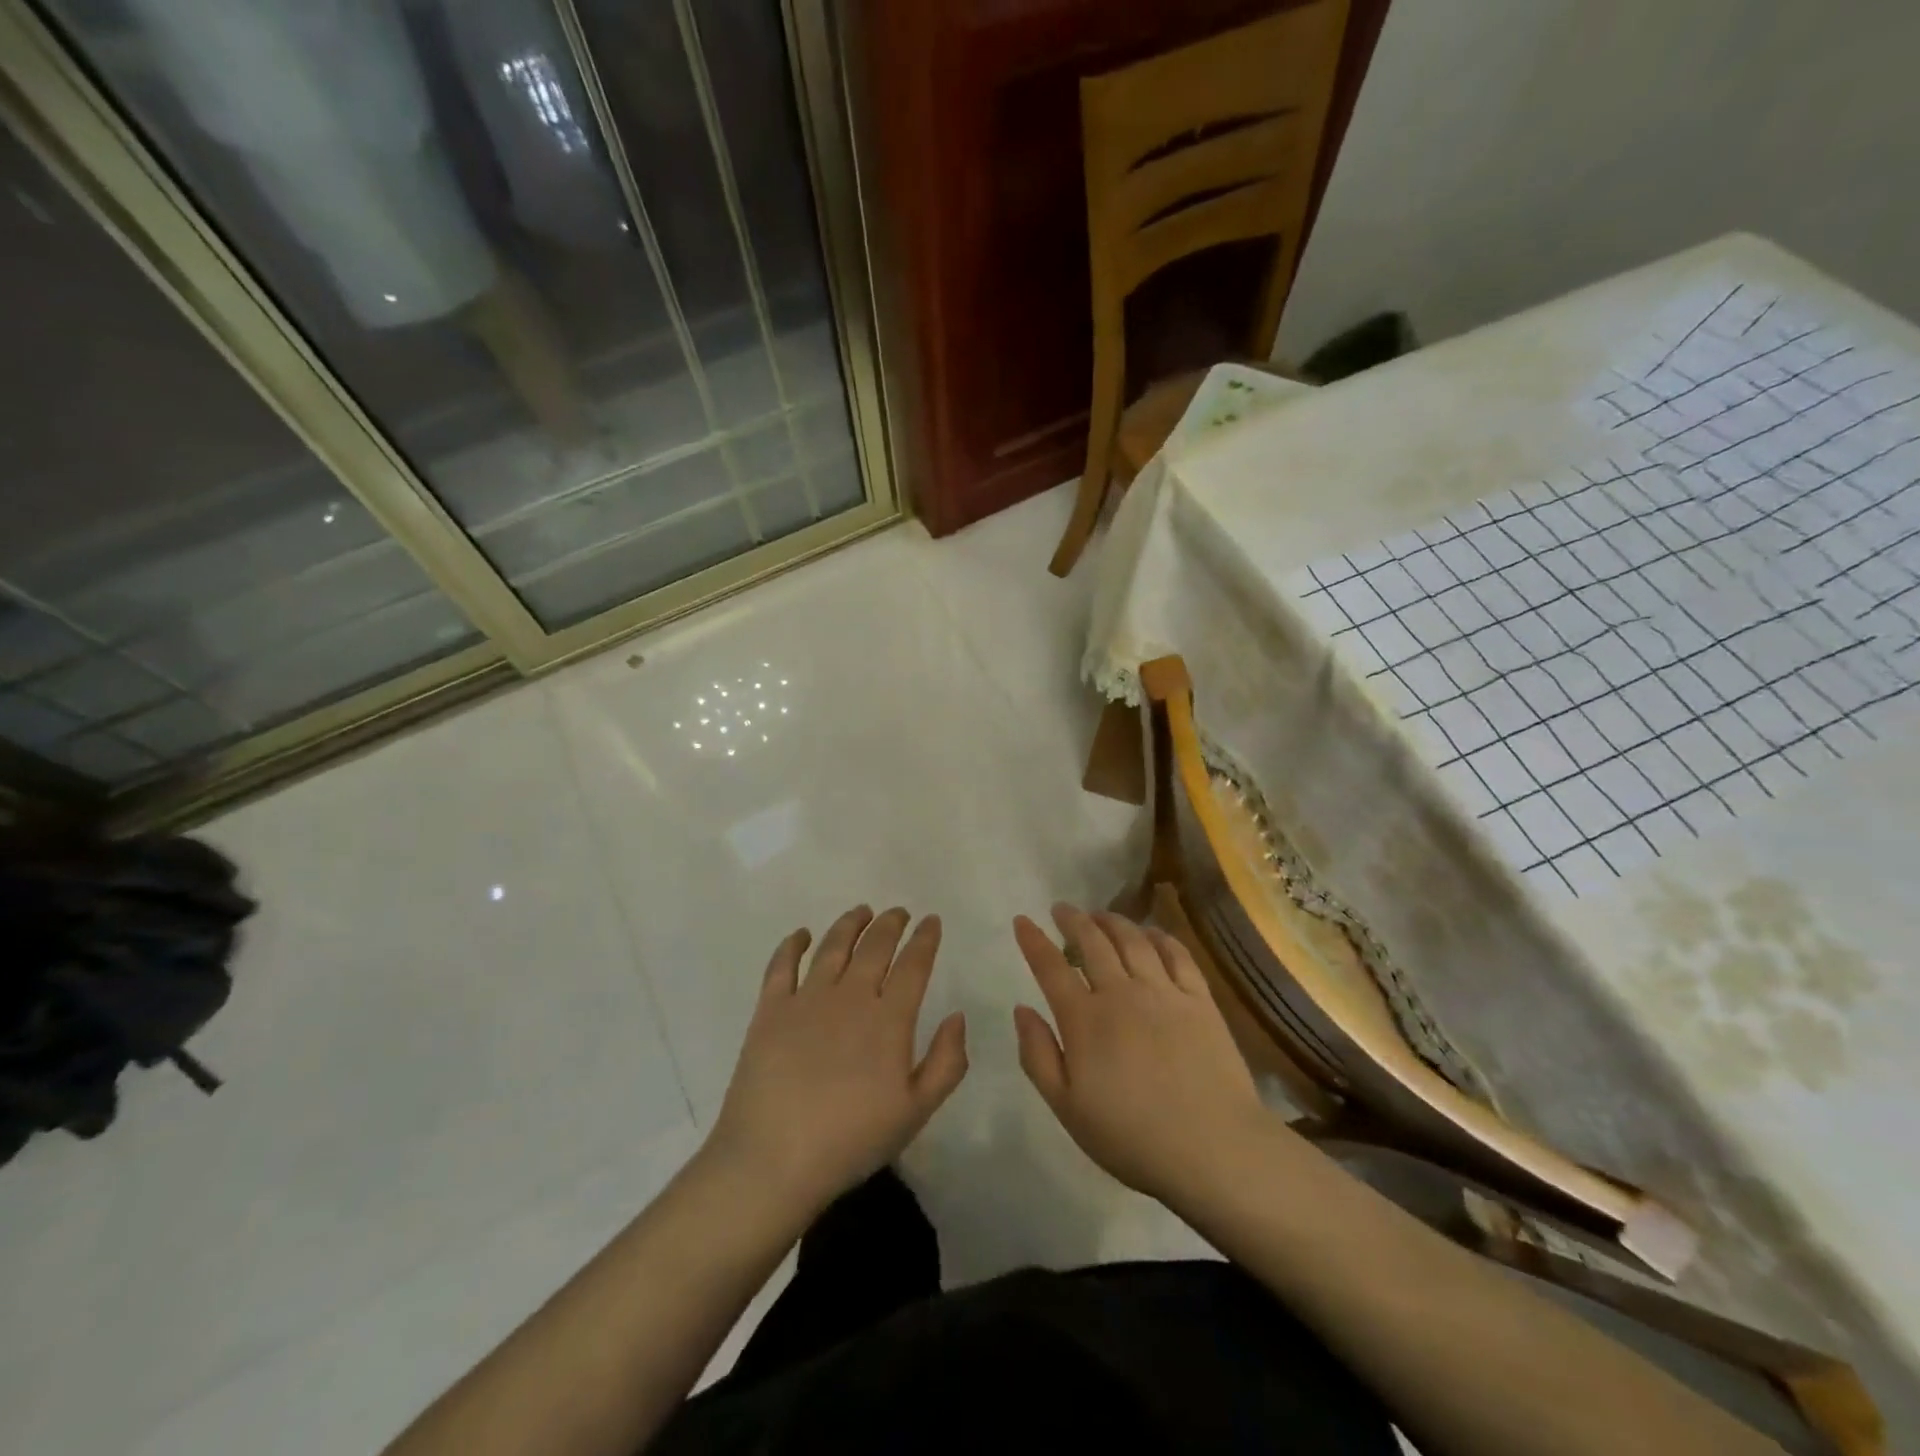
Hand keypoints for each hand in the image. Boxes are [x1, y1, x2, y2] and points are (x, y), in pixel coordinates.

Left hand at [706, 906, 967, 1215]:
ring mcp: (807, 999)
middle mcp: (850, 996)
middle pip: (875, 946)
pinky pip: (782, 965)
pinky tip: (802, 935)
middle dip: (891, 923)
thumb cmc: (851, 1140)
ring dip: (850, 923)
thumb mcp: (915, 1111)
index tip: (931, 921)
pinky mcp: (771, 1010)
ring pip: (833, 946)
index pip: (913, 965)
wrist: (774, 1159)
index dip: (925, 939)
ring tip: (861, 911)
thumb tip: (957, 1016)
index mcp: (889, 1019)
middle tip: (899, 912)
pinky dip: (793, 944)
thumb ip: (946, 1062)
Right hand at [1013, 904, 1268, 1207]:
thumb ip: (1038, 1056)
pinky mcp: (1200, 999)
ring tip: (1100, 915)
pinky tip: (1151, 933)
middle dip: (1073, 920)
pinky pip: (1177, 954)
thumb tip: (1022, 1009)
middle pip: (1092, 942)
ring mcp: (1164, 992)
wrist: (1213, 1148)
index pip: (1051, 967)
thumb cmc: (1131, 1136)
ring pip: (1133, 940)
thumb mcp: (1067, 1108)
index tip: (1022, 920)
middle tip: (1062, 909)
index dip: (1034, 940)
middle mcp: (1121, 993)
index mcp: (1085, 1019)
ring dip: (1112, 921)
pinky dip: (1159, 937)